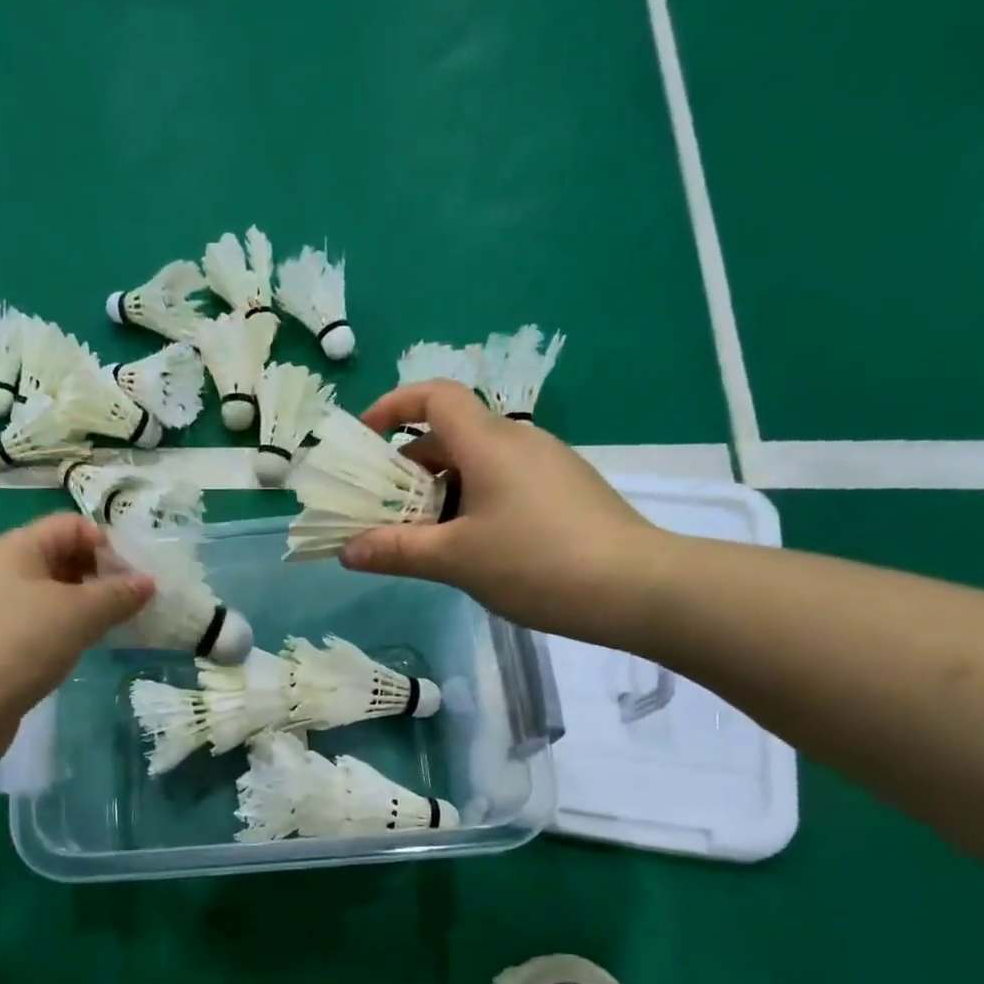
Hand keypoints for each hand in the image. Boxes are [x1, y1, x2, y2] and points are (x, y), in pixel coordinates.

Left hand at [0, 513, 153, 735]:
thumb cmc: (22, 645)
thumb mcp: (80, 614)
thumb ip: (118, 594)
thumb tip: (147, 581)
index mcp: (15, 546)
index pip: (71, 525)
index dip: (106, 544)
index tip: (133, 580)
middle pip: (59, 555)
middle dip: (97, 575)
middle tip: (127, 606)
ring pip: (47, 592)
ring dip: (81, 605)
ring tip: (108, 629)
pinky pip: (34, 621)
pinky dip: (60, 628)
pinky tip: (75, 650)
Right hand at [341, 381, 671, 644]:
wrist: (636, 587)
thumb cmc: (536, 562)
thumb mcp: (455, 559)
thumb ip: (396, 551)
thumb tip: (347, 551)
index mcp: (488, 442)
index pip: (435, 396)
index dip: (394, 405)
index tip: (364, 435)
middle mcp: (518, 441)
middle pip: (450, 435)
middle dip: (409, 466)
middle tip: (382, 509)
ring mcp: (546, 465)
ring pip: (477, 463)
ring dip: (440, 490)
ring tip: (420, 536)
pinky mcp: (564, 490)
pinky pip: (503, 482)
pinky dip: (472, 501)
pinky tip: (470, 546)